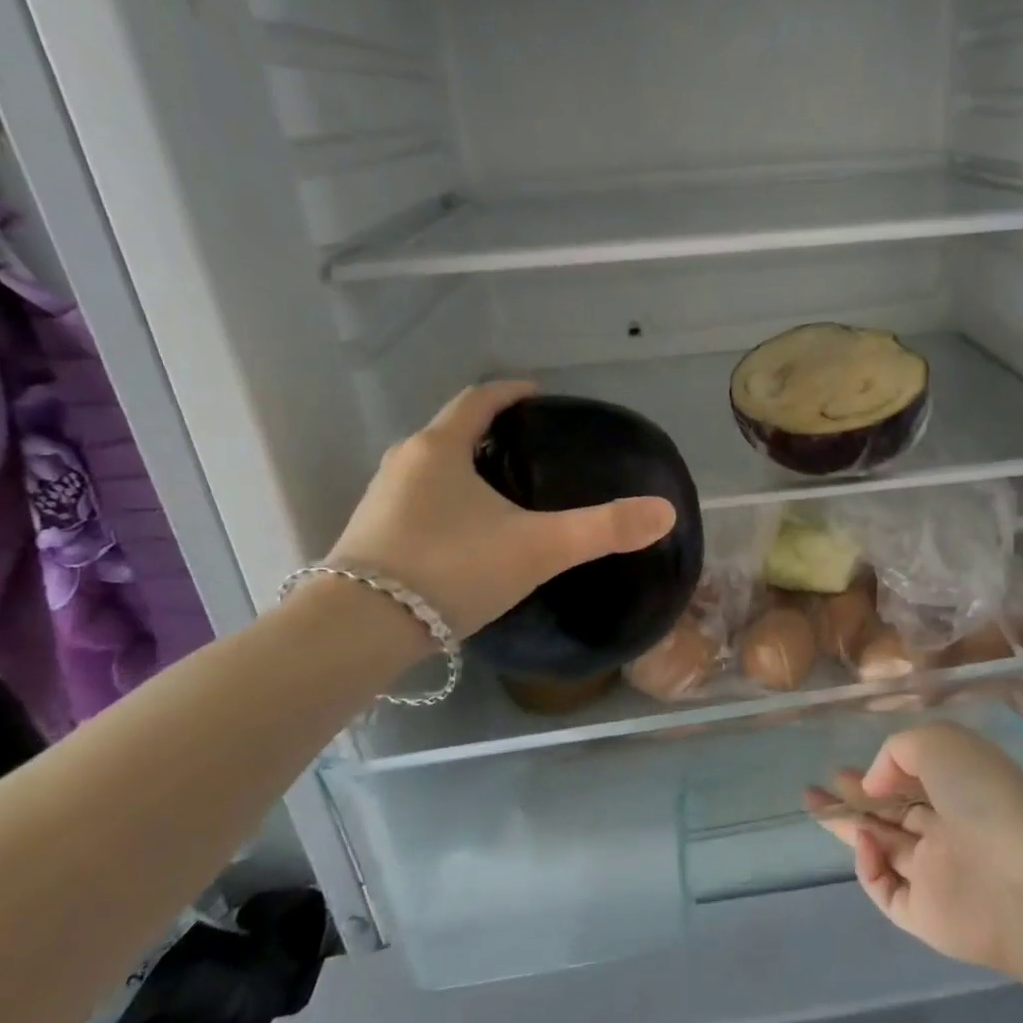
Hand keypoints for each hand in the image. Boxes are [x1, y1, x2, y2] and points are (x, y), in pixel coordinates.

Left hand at [325, 381, 677, 637]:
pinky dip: (444, 502)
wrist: (358, 631)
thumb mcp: (538, 547)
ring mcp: (380, 500)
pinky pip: (416, 502)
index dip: (511, 392)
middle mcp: (404, 463)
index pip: (478, 400)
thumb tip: (664, 512)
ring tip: (500, 489)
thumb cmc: (451, 570)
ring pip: (430, 468)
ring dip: (463, 467)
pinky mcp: (368, 537)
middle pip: (450, 431)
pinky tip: (464, 534)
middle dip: (488, 432)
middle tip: (527, 447)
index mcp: (440, 449)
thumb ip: (602, 529)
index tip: (538, 394)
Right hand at [807, 723, 1022, 974]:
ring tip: (814, 805)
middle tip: (815, 791)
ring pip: (883, 849)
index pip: (911, 782)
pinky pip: (886, 891)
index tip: (841, 770)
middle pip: (891, 815)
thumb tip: (873, 785)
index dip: (876, 775)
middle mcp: (947, 831)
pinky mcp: (925, 916)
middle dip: (853, 800)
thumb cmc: (981, 793)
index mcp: (958, 790)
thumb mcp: (937, 743)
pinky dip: (868, 868)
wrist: (1020, 873)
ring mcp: (936, 875)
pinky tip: (865, 844)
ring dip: (849, 827)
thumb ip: (896, 752)